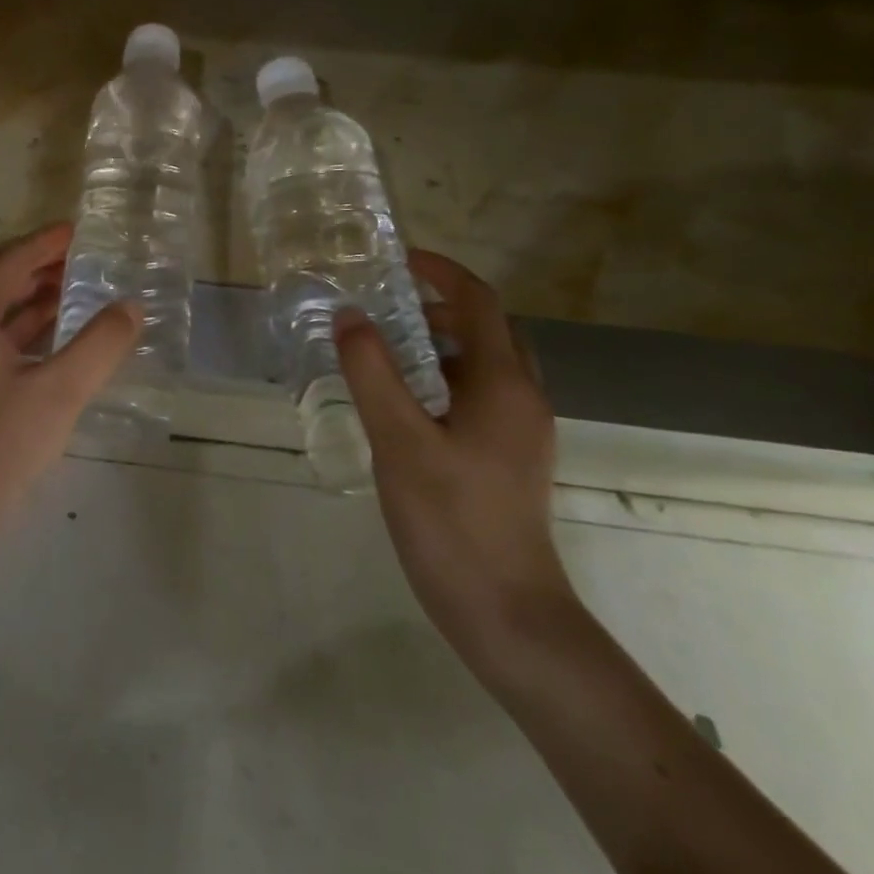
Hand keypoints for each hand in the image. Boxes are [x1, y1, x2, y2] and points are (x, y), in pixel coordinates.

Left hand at [0, 224, 140, 535]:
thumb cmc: (1, 444)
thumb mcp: (59, 391)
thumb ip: (100, 345)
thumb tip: (132, 307)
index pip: (8, 263)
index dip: (44, 244)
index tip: (78, 229)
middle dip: (39, 265)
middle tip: (83, 256)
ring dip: (32, 294)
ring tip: (77, 285)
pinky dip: (25, 324)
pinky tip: (57, 328)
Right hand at [335, 250, 575, 662]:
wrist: (507, 613)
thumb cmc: (453, 519)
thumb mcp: (399, 440)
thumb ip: (372, 372)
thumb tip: (351, 315)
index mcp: (503, 384)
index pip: (479, 302)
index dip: (441, 272)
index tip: (397, 260)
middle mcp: (522, 399)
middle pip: (487, 329)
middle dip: (440, 307)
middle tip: (387, 308)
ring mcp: (520, 432)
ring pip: (484, 365)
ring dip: (441, 344)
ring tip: (386, 351)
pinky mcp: (508, 459)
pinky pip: (479, 396)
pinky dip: (444, 378)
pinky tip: (404, 404)